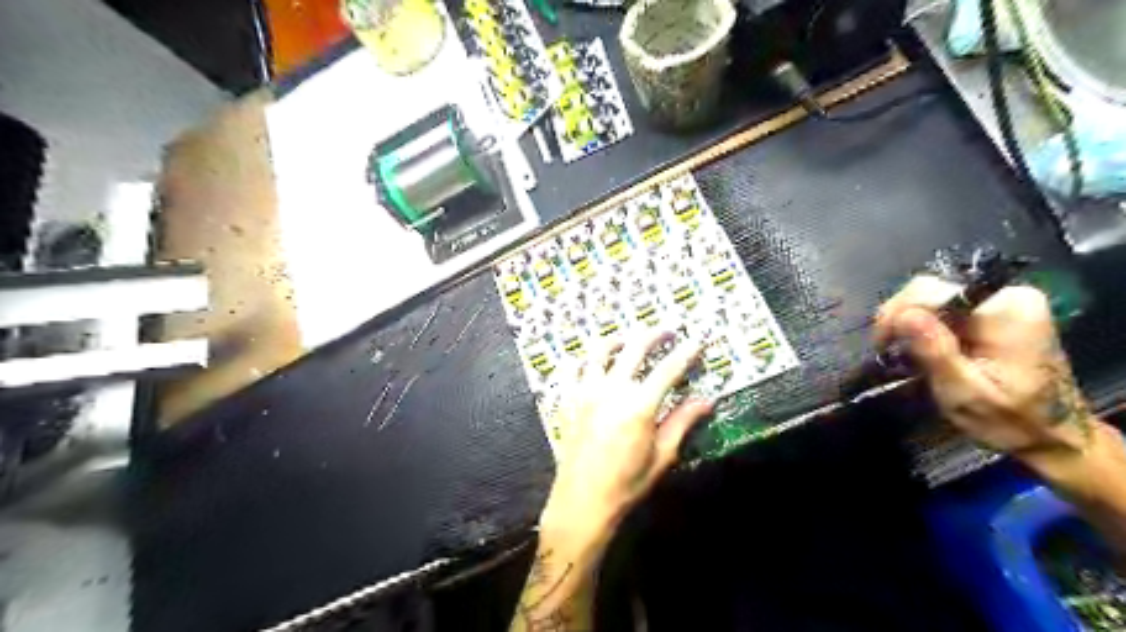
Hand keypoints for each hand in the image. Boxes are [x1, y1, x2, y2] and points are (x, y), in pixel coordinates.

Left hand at [544, 330, 710, 543]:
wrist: (582, 502)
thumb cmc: (627, 484)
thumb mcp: (662, 457)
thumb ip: (682, 423)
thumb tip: (706, 400)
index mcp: (639, 405)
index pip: (669, 368)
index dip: (686, 352)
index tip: (697, 340)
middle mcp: (612, 390)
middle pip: (634, 348)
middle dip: (654, 335)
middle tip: (667, 331)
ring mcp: (586, 392)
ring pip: (600, 351)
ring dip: (618, 339)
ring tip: (628, 339)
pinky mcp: (569, 400)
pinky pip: (573, 369)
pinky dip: (583, 358)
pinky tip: (590, 359)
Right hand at [873, 275, 1094, 457]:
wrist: (1052, 435)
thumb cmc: (1010, 420)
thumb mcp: (965, 393)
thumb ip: (936, 352)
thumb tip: (903, 315)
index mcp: (1007, 308)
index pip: (933, 289)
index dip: (900, 311)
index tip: (883, 344)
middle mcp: (1006, 294)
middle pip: (931, 288)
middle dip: (902, 317)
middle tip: (887, 349)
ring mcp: (1000, 301)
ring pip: (932, 296)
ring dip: (909, 323)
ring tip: (899, 351)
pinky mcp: (991, 311)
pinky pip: (943, 307)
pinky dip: (924, 326)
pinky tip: (917, 347)